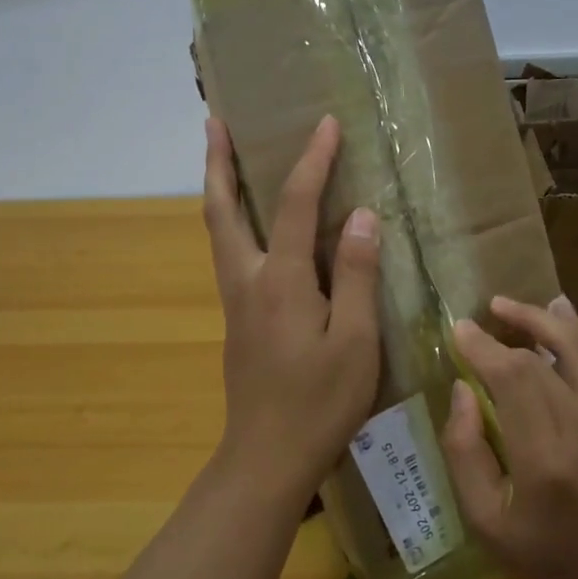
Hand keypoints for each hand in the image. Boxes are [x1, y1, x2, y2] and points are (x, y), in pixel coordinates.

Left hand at [201, 115, 381, 494]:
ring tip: (222, 157)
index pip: (296, 204)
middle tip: (214, 121)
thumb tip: (363, 216)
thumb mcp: (357, 341)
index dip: (313, 161)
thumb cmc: (320, 402)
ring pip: (218, 231)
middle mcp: (247, 280)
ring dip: (217, 187)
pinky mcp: (238, 320)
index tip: (326, 123)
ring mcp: (236, 301)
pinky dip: (231, 221)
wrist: (267, 457)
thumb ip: (359, 276)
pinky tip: (249, 224)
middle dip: (218, 161)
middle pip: (221, 208)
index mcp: (281, 281)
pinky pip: (230, 253)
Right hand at [441, 297, 577, 578]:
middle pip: (543, 356)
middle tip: (481, 316)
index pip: (511, 377)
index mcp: (546, 460)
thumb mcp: (486, 525)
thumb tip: (462, 390)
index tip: (459, 330)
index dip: (482, 347)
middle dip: (509, 327)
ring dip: (545, 319)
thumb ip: (464, 452)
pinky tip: (558, 317)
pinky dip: (576, 337)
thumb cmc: (551, 566)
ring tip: (511, 306)